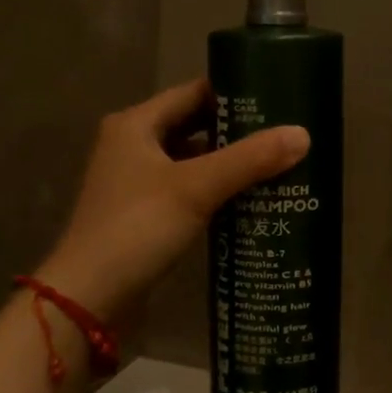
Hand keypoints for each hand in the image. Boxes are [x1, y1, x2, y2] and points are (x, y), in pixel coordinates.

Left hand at [40, 78, 308, 320]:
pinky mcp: (144, 213)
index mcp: (136, 125)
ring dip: (228, 162)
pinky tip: (249, 198)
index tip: (277, 98)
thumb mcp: (196, 188)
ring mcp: (136, 182)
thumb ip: (250, 159)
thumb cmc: (137, 228)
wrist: (87, 299)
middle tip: (284, 133)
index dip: (234, 93)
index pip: (194, 93)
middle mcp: (133, 145)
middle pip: (194, 126)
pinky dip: (215, 190)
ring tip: (277, 163)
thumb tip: (303, 134)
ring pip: (192, 160)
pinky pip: (187, 189)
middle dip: (237, 131)